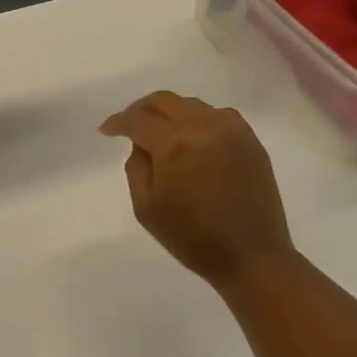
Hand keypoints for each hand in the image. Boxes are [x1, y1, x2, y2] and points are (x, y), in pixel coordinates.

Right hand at [100, 92, 298, 292]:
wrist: (250, 255)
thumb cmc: (192, 237)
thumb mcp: (146, 207)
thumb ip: (136, 167)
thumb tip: (141, 145)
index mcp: (174, 143)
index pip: (138, 119)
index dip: (118, 122)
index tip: (106, 130)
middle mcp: (204, 126)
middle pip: (165, 101)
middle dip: (141, 109)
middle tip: (129, 124)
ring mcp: (232, 130)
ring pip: (192, 105)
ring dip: (170, 113)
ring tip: (160, 132)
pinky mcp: (250, 140)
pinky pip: (218, 115)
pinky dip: (198, 119)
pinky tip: (193, 137)